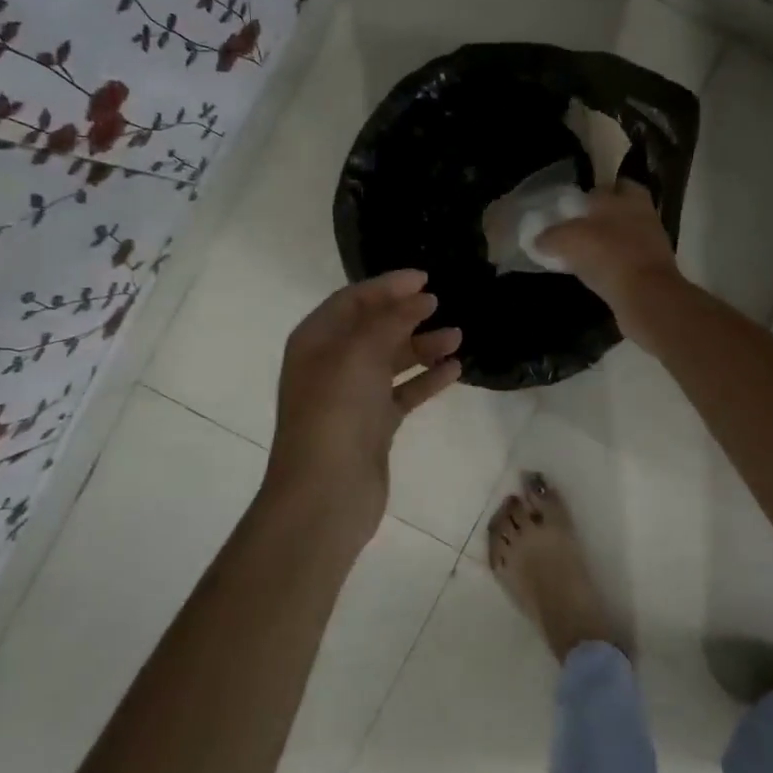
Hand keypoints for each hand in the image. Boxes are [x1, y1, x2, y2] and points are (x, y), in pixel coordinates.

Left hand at [264, 269, 462, 548]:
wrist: (325, 494)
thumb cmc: (335, 413)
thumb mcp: (359, 354)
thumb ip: (390, 320)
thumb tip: (419, 298)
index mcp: (316, 341)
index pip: (352, 300)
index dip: (387, 286)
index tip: (425, 278)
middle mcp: (332, 364)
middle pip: (373, 328)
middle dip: (407, 314)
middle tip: (442, 304)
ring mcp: (353, 396)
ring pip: (392, 360)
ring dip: (422, 346)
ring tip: (457, 337)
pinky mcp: (374, 425)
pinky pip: (404, 392)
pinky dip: (426, 379)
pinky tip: (454, 370)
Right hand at [535, 180, 684, 346]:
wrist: (647, 296)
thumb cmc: (608, 255)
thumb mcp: (568, 240)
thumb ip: (551, 236)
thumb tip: (538, 240)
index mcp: (627, 195)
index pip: (606, 186)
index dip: (587, 196)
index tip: (570, 208)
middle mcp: (643, 213)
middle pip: (617, 210)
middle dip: (598, 219)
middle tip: (574, 231)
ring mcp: (652, 242)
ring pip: (624, 236)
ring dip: (607, 243)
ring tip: (581, 255)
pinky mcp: (654, 269)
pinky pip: (627, 261)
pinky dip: (613, 265)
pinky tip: (595, 274)